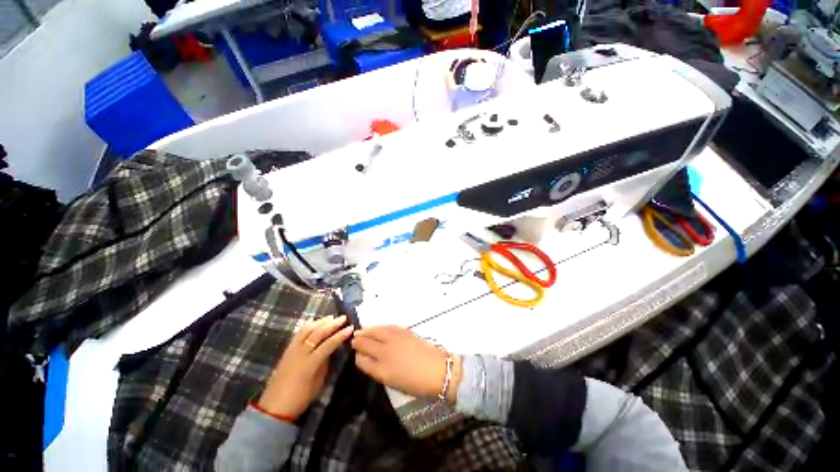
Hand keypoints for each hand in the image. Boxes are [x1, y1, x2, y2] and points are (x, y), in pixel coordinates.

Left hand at [258, 315, 353, 418]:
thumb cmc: (300, 399)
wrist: (274, 408)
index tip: (351, 328)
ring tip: (331, 317)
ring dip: (320, 322)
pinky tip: (315, 322)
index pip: (328, 344)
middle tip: (343, 318)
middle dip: (332, 324)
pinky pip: (298, 333)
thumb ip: (325, 364)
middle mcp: (300, 353)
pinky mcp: (287, 350)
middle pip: (318, 333)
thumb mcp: (318, 383)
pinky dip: (308, 325)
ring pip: (307, 330)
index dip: (340, 335)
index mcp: (310, 364)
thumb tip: (332, 350)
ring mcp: (292, 350)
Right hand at [351, 325, 460, 402]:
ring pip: (375, 331)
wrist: (437, 370)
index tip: (357, 354)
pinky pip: (387, 327)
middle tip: (354, 339)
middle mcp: (384, 352)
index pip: (362, 360)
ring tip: (362, 330)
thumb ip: (379, 371)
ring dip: (367, 330)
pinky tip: (378, 328)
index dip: (358, 356)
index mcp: (381, 370)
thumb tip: (371, 361)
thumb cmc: (416, 383)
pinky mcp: (404, 332)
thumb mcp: (394, 383)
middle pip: (365, 343)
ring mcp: (394, 340)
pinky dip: (380, 327)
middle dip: (358, 341)